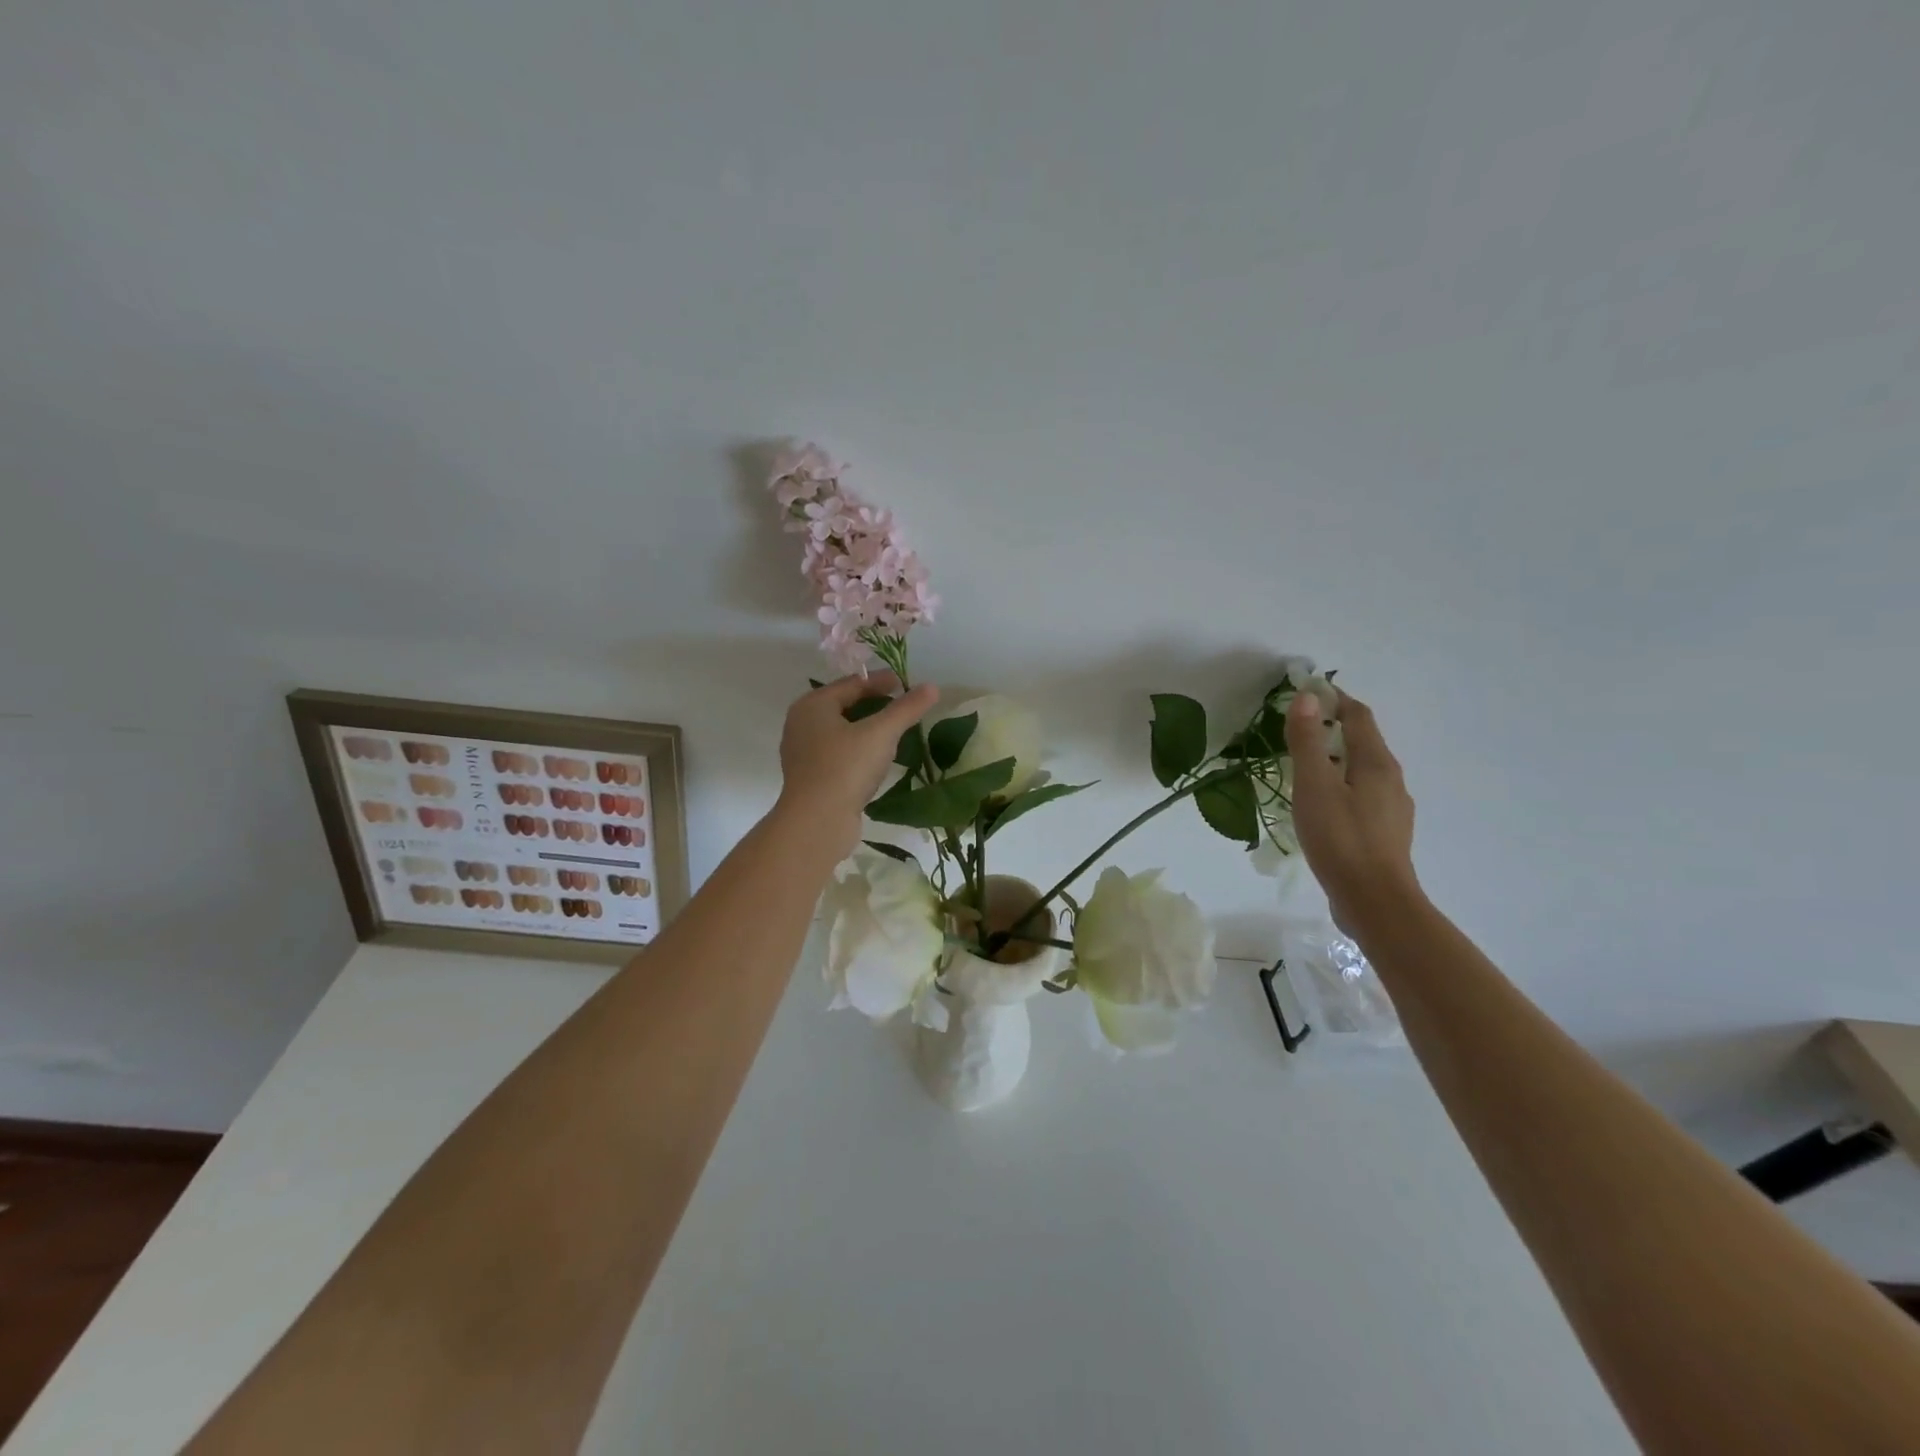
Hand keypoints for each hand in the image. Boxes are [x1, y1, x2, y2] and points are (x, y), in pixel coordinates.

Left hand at [776, 673, 938, 853]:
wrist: (816, 823)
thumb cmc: (846, 768)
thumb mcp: (881, 733)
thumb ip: (906, 709)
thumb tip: (932, 687)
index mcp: (812, 705)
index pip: (852, 683)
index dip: (881, 681)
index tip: (905, 683)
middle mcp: (802, 724)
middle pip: (844, 706)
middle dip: (874, 704)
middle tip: (902, 706)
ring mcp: (803, 753)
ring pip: (841, 732)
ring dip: (867, 729)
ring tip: (894, 732)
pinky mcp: (811, 778)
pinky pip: (839, 754)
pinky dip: (859, 750)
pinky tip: (877, 760)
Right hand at [1286, 689, 1421, 932]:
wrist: (1374, 902)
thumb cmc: (1340, 839)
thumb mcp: (1314, 786)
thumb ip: (1309, 741)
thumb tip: (1307, 698)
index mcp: (1377, 763)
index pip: (1358, 716)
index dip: (1335, 698)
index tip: (1307, 692)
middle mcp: (1392, 780)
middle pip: (1363, 742)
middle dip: (1333, 728)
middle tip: (1297, 729)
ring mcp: (1392, 809)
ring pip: (1362, 771)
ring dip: (1336, 759)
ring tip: (1304, 766)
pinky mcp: (1385, 834)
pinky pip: (1362, 795)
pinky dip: (1341, 786)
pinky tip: (1322, 806)